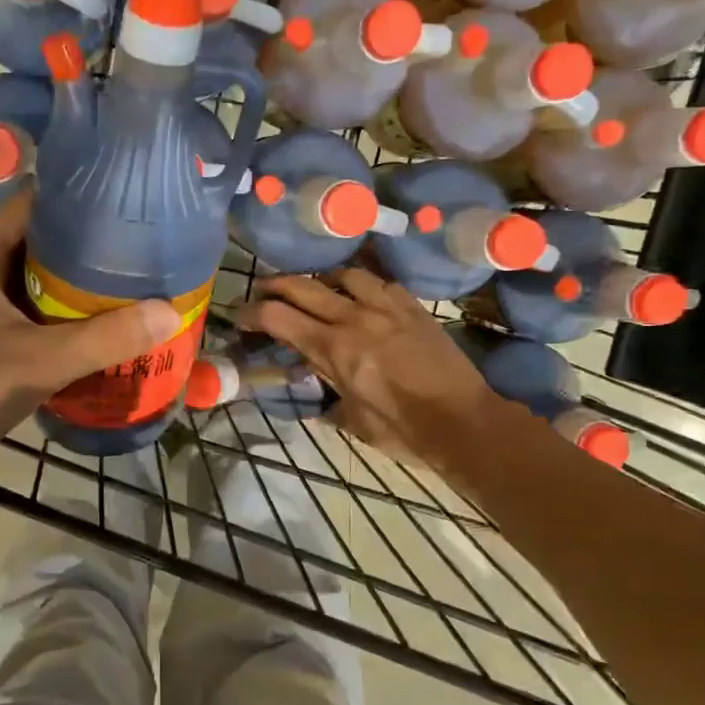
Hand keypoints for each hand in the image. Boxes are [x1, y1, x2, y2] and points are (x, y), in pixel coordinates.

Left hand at [0, 190, 179, 488]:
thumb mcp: (41, 360)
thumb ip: (105, 338)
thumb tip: (169, 312)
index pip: (26, 206)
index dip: (71, 196)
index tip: (120, 198)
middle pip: (37, 245)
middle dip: (85, 244)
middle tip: (138, 244)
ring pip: (37, 286)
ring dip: (76, 286)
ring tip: (130, 281)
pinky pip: (34, 319)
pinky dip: (65, 320)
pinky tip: (103, 330)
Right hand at [235, 270, 501, 462]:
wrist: (465, 421)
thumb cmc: (403, 430)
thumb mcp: (352, 422)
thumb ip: (326, 401)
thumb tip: (313, 398)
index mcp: (333, 349)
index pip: (278, 317)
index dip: (251, 313)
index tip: (240, 318)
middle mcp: (355, 318)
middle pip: (302, 285)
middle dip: (274, 286)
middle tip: (262, 292)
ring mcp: (387, 307)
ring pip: (343, 274)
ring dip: (321, 279)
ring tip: (316, 290)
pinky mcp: (413, 306)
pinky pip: (380, 282)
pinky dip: (361, 285)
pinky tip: (361, 297)